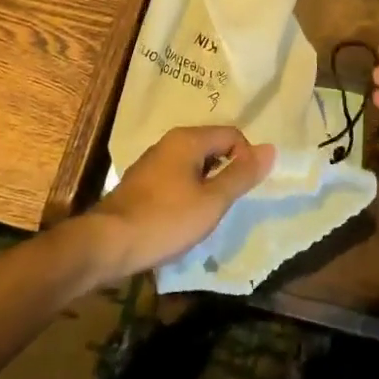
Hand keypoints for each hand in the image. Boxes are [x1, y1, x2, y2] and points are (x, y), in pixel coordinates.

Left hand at [84, 125, 273, 283]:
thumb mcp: (212, 201)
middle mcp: (169, 142)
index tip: (243, 190)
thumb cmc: (165, 219)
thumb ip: (242, 175)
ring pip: (193, 164)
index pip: (232, 134)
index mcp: (188, 139)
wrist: (107, 243)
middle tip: (227, 203)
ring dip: (206, 184)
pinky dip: (187, 192)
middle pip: (212, 147)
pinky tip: (182, 219)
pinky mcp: (141, 183)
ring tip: (206, 214)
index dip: (246, 158)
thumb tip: (271, 148)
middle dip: (226, 172)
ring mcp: (152, 162)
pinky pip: (176, 178)